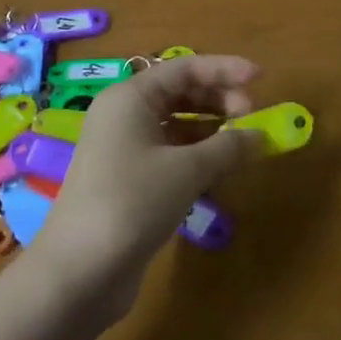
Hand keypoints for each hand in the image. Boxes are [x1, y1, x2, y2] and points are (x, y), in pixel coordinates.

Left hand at [26, 54, 264, 316]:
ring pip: (176, 125)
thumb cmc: (132, 202)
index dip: (225, 69)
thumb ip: (228, 147)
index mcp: (131, 98)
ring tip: (242, 144)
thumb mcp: (187, 170)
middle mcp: (124, 116)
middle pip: (179, 92)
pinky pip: (169, 153)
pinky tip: (220, 170)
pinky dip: (197, 155)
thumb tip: (260, 136)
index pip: (185, 68)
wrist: (79, 271)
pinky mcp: (128, 180)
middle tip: (252, 117)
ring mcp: (123, 149)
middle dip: (219, 99)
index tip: (261, 78)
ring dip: (211, 129)